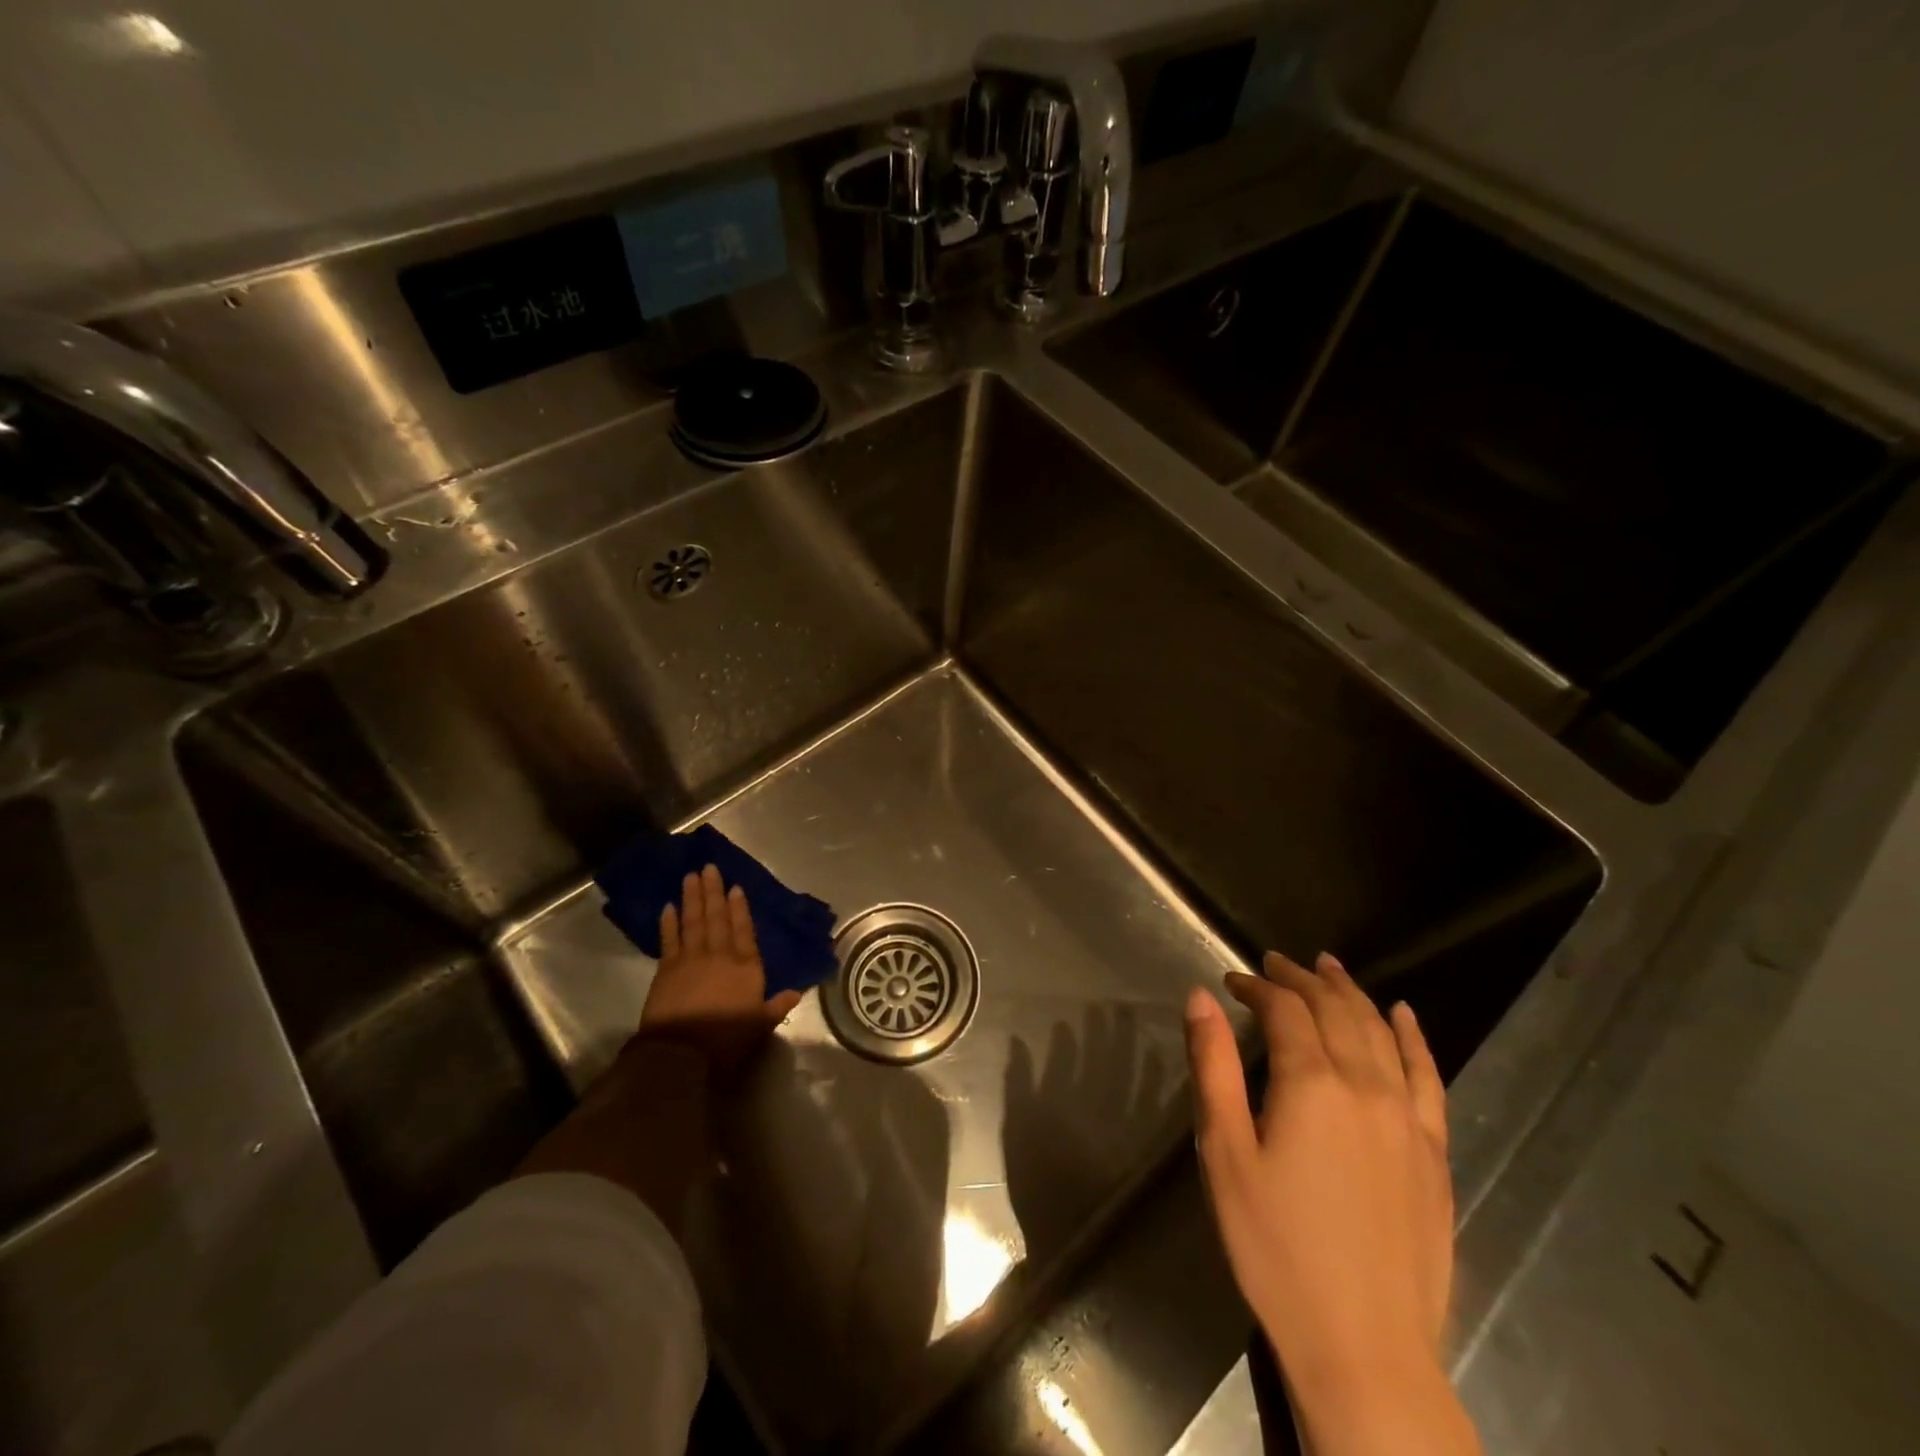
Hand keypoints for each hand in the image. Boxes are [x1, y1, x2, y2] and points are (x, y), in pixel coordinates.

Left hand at [639, 864, 802, 1087]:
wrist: (681, 1052)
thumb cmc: (726, 1039)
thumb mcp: (760, 1025)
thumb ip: (777, 1006)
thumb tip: (796, 992)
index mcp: (745, 967)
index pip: (744, 930)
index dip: (740, 908)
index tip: (736, 887)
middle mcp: (719, 955)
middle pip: (717, 917)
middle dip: (714, 892)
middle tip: (709, 868)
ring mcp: (690, 959)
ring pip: (693, 921)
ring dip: (692, 898)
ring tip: (691, 876)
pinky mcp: (666, 970)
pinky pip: (668, 939)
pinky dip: (668, 922)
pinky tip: (668, 906)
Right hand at [1186, 953, 1473, 1455]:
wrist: (1363, 1346)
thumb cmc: (1274, 1246)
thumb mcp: (1224, 1152)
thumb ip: (1214, 1067)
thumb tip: (1200, 997)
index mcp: (1312, 1084)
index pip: (1284, 1010)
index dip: (1256, 987)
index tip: (1231, 981)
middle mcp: (1366, 1087)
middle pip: (1335, 1010)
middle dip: (1301, 979)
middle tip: (1274, 962)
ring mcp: (1409, 1120)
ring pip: (1381, 1033)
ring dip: (1352, 993)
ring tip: (1329, 967)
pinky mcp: (1434, 1153)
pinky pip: (1430, 1078)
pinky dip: (1415, 1039)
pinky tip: (1405, 1016)